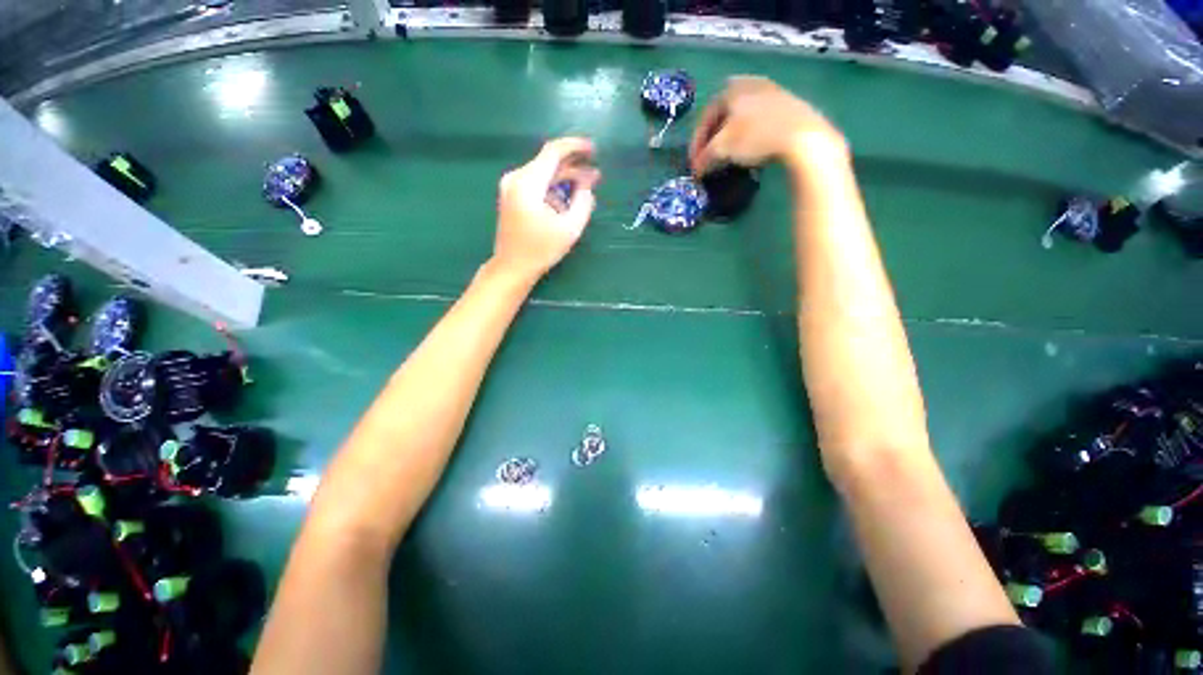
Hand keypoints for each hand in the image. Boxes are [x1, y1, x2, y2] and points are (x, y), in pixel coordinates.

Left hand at [492, 137, 600, 280]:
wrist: (512, 267)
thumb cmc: (541, 249)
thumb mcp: (570, 227)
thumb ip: (583, 201)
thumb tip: (587, 185)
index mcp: (528, 183)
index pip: (553, 152)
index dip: (575, 147)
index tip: (593, 149)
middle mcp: (516, 178)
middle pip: (548, 163)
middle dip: (574, 167)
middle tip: (595, 174)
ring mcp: (511, 187)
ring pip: (543, 174)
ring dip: (565, 179)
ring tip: (586, 188)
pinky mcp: (512, 197)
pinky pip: (536, 185)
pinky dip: (553, 188)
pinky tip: (567, 199)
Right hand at [689, 76, 845, 176]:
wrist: (802, 135)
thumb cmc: (755, 136)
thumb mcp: (722, 149)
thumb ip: (704, 158)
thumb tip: (696, 171)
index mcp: (731, 88)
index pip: (705, 117)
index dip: (696, 143)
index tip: (693, 164)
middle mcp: (750, 82)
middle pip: (723, 116)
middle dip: (713, 140)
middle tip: (708, 159)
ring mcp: (771, 91)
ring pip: (741, 117)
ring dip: (730, 138)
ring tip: (726, 156)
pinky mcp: (788, 104)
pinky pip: (758, 120)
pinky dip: (748, 135)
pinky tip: (749, 149)